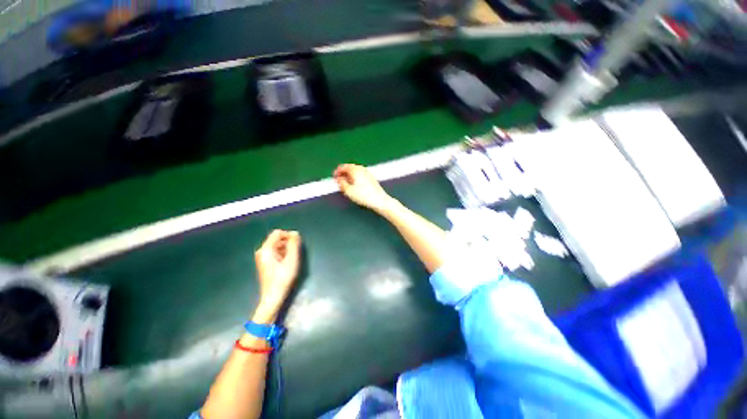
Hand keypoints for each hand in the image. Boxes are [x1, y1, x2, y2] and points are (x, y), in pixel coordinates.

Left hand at [254, 230, 301, 318]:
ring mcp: (262, 257)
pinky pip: (275, 251)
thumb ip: (294, 244)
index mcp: (266, 249)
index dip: (289, 235)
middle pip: (277, 239)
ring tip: (291, 260)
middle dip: (288, 243)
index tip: (297, 244)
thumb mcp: (291, 259)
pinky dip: (282, 254)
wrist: (273, 296)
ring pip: (277, 245)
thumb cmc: (283, 278)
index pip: (278, 233)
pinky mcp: (265, 262)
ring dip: (286, 249)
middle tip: (295, 253)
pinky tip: (286, 263)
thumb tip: (295, 233)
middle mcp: (262, 251)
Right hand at [334, 164, 394, 212]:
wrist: (379, 200)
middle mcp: (362, 169)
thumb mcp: (348, 191)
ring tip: (346, 184)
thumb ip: (341, 183)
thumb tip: (339, 179)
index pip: (343, 167)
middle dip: (343, 173)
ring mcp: (367, 173)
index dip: (337, 172)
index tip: (334, 177)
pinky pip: (360, 175)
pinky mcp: (371, 178)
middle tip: (339, 180)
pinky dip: (355, 178)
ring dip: (349, 176)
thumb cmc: (365, 196)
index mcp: (355, 170)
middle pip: (350, 168)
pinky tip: (355, 186)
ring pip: (355, 171)